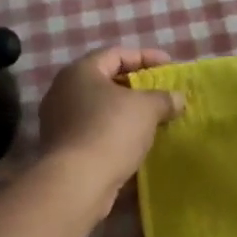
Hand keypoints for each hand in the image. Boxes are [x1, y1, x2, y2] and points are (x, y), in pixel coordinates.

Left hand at [37, 48, 184, 201]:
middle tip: (162, 93)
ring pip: (99, 108)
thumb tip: (178, 99)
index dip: (146, 57)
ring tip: (152, 119)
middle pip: (106, 80)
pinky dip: (115, 131)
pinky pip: (94, 130)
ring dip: (126, 111)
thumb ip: (164, 98)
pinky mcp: (62, 147)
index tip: (170, 67)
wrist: (77, 182)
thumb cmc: (111, 131)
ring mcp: (59, 120)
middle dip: (136, 86)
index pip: (116, 54)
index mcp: (80, 71)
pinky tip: (135, 142)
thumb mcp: (147, 109)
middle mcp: (63, 90)